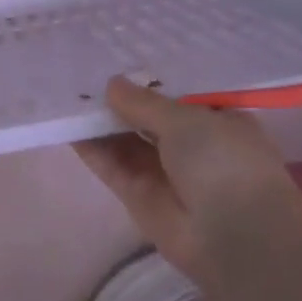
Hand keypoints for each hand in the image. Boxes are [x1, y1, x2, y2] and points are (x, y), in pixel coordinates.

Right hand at [75, 76, 296, 278]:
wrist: (233, 236)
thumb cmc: (223, 163)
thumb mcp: (186, 119)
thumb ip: (144, 102)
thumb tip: (112, 85)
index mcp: (218, 123)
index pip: (179, 99)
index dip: (151, 83)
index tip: (120, 64)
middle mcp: (192, 148)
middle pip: (148, 121)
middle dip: (121, 103)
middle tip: (85, 77)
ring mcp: (164, 174)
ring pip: (126, 143)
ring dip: (101, 123)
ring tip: (70, 96)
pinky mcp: (138, 197)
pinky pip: (111, 166)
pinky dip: (92, 149)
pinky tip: (68, 125)